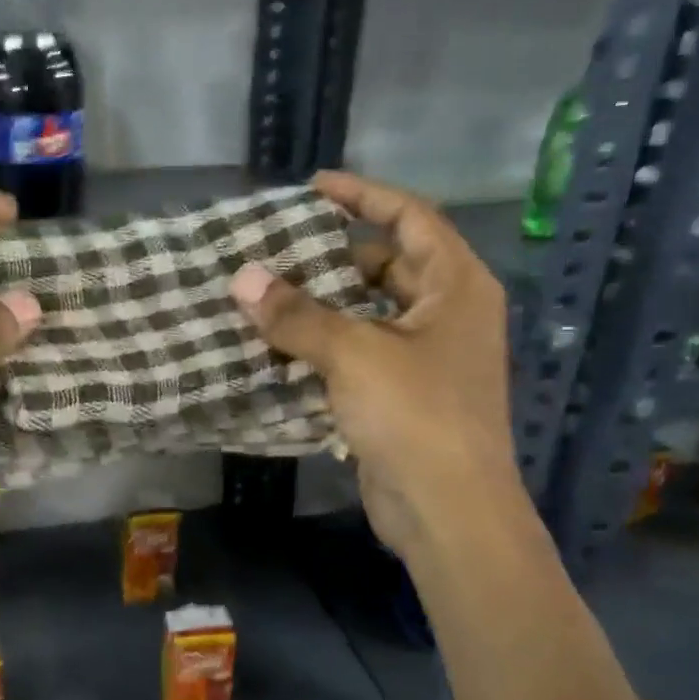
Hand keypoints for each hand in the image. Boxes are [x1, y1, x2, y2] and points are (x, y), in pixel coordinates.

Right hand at [229, 171, 520, 565]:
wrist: (448, 512)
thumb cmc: (417, 416)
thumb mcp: (354, 353)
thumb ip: (296, 314)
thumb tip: (242, 277)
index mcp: (457, 287)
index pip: (411, 218)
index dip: (364, 195)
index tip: (314, 187)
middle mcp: (447, 314)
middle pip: (387, 265)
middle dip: (333, 255)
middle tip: (276, 247)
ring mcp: (425, 358)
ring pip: (367, 313)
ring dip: (321, 304)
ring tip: (265, 293)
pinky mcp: (401, 396)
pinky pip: (356, 353)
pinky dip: (321, 345)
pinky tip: (277, 345)